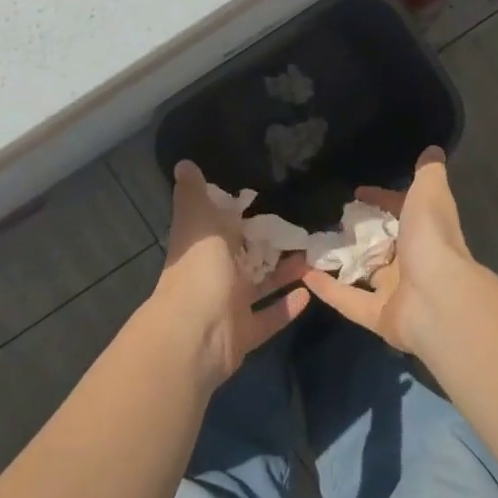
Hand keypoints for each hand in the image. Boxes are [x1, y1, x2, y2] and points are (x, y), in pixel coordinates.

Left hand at [150, 160, 309, 390]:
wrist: (196, 334)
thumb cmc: (199, 269)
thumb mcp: (198, 220)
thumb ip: (194, 195)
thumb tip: (183, 163)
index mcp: (202, 246)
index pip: (221, 225)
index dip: (240, 214)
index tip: (268, 199)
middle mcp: (213, 274)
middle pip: (244, 257)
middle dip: (269, 244)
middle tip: (304, 228)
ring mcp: (228, 306)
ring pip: (260, 286)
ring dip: (284, 273)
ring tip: (314, 257)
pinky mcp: (244, 333)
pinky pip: (269, 318)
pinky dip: (287, 307)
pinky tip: (309, 293)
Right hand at [303, 146, 485, 356]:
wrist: (438, 298)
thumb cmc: (432, 238)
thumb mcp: (430, 192)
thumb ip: (428, 172)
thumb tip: (433, 149)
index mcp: (426, 231)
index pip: (401, 211)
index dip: (382, 199)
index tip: (356, 193)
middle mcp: (413, 261)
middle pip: (382, 245)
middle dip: (358, 233)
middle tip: (328, 220)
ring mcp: (396, 291)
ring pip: (363, 274)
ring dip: (339, 261)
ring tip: (308, 245)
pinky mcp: (379, 316)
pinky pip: (348, 301)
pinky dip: (327, 289)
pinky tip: (302, 275)